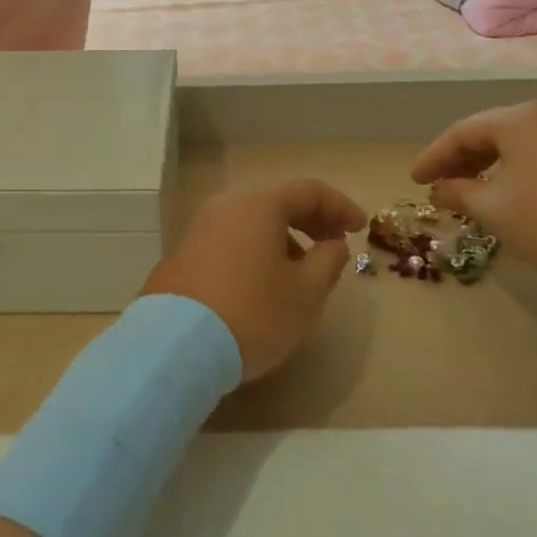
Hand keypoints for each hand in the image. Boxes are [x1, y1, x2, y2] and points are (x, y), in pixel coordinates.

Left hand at [141, 180, 366, 382]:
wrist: (176, 345)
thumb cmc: (253, 314)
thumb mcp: (306, 293)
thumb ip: (328, 261)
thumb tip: (332, 243)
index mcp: (259, 205)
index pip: (309, 191)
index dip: (340, 206)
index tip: (360, 228)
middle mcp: (225, 205)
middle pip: (276, 202)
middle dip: (310, 220)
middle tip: (334, 244)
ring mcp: (198, 227)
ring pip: (250, 221)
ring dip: (281, 237)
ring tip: (300, 271)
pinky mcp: (182, 253)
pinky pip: (229, 239)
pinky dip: (254, 249)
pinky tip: (261, 282)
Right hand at [409, 102, 536, 296]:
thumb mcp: (494, 210)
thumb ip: (459, 194)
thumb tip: (439, 189)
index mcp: (519, 120)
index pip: (462, 132)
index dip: (433, 157)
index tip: (414, 181)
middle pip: (493, 134)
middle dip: (462, 161)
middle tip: (441, 187)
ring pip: (521, 148)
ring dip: (492, 169)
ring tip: (476, 196)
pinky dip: (522, 176)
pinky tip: (520, 201)